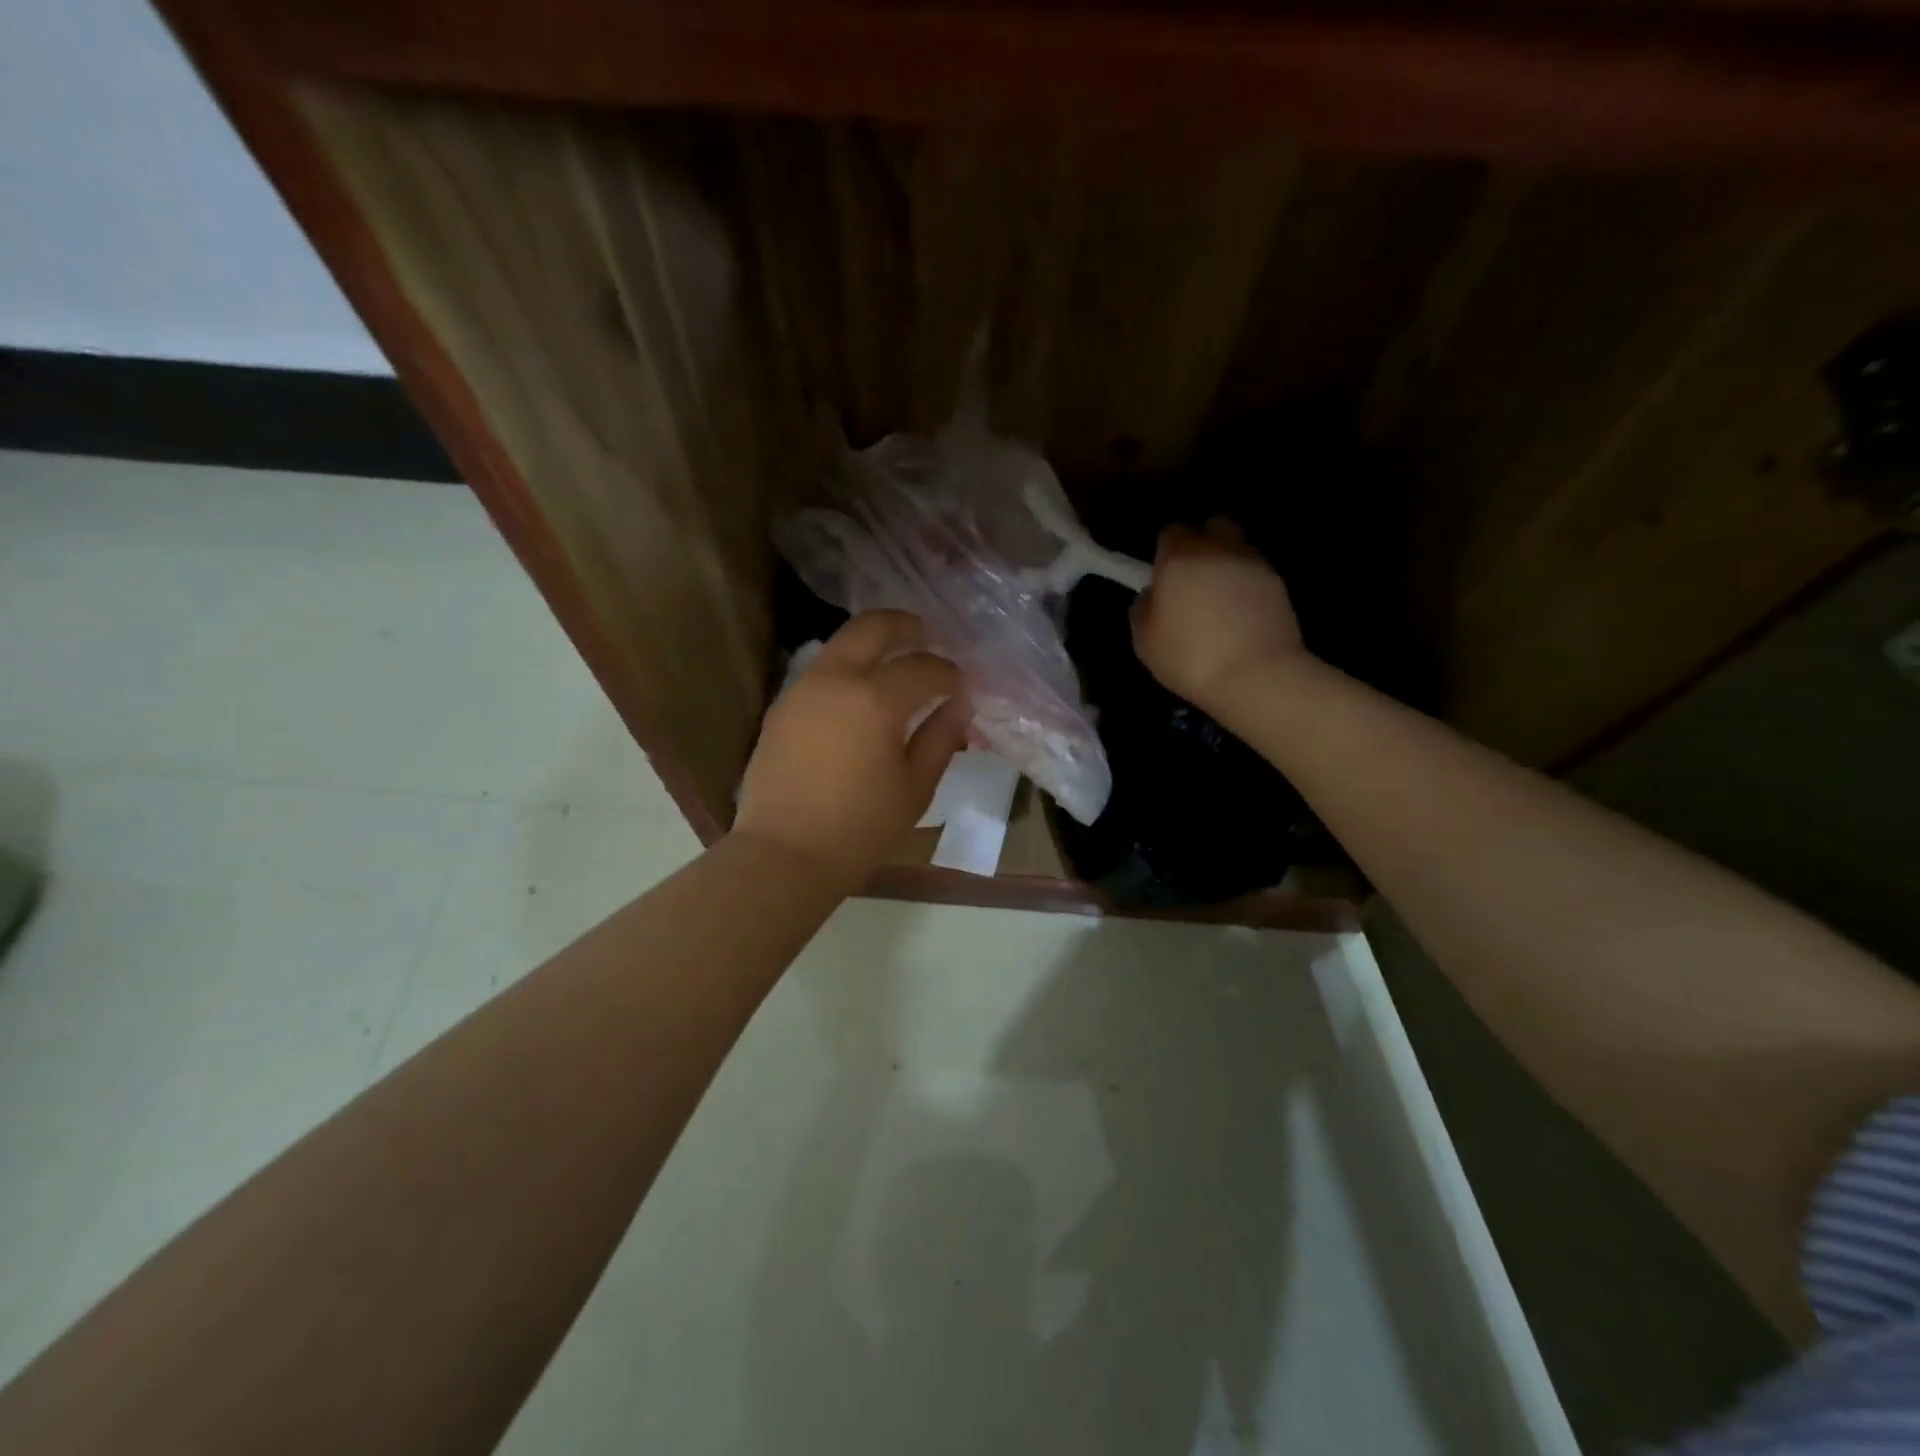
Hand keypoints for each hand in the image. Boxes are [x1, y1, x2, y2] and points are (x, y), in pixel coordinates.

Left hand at [734, 610, 969, 891]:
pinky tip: (860, 695)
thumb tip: (960, 705)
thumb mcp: (915, 787)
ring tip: (896, 664)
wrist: (784, 853)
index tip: (962, 686)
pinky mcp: (782, 705)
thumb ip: (941, 738)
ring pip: (843, 643)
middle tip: (928, 638)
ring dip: (874, 643)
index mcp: (876, 700)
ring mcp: (803, 688)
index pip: (924, 667)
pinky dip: (848, 667)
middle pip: (874, 626)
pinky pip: (822, 670)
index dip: (950, 673)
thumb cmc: (860, 828)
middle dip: (907, 626)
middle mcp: (836, 679)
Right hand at [1130, 519, 1308, 711]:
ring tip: (1222, 597)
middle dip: (1203, 543)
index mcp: (1179, 558)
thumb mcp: (1144, 641)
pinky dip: (1248, 585)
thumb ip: (1143, 608)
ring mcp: (1254, 564)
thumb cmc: (1189, 657)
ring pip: (1238, 547)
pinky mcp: (1279, 584)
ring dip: (1228, 562)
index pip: (1171, 532)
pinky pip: (1257, 573)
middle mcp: (1218, 549)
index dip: (1166, 551)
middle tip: (1195, 577)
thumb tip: (1154, 594)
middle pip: (1213, 526)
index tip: (1163, 576)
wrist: (1257, 676)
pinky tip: (1242, 614)